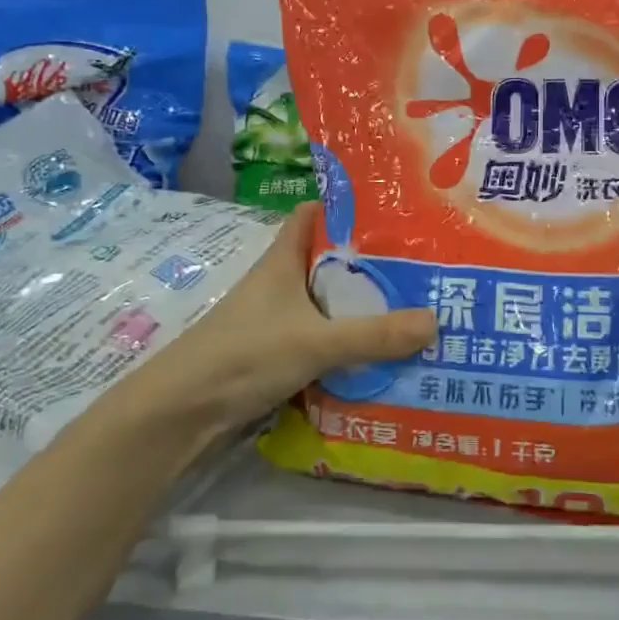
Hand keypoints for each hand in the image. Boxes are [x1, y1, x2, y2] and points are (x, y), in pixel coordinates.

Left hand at [128, 204, 436, 442]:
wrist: (182, 412)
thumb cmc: (245, 355)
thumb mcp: (315, 341)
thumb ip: (373, 335)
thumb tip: (436, 320)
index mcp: (282, 260)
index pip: (312, 214)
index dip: (345, 207)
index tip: (390, 211)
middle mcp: (279, 283)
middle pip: (327, 261)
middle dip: (368, 263)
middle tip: (419, 266)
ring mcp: (275, 320)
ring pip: (326, 303)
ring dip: (359, 307)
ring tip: (411, 309)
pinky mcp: (274, 354)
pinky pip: (320, 338)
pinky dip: (345, 343)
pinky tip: (378, 355)